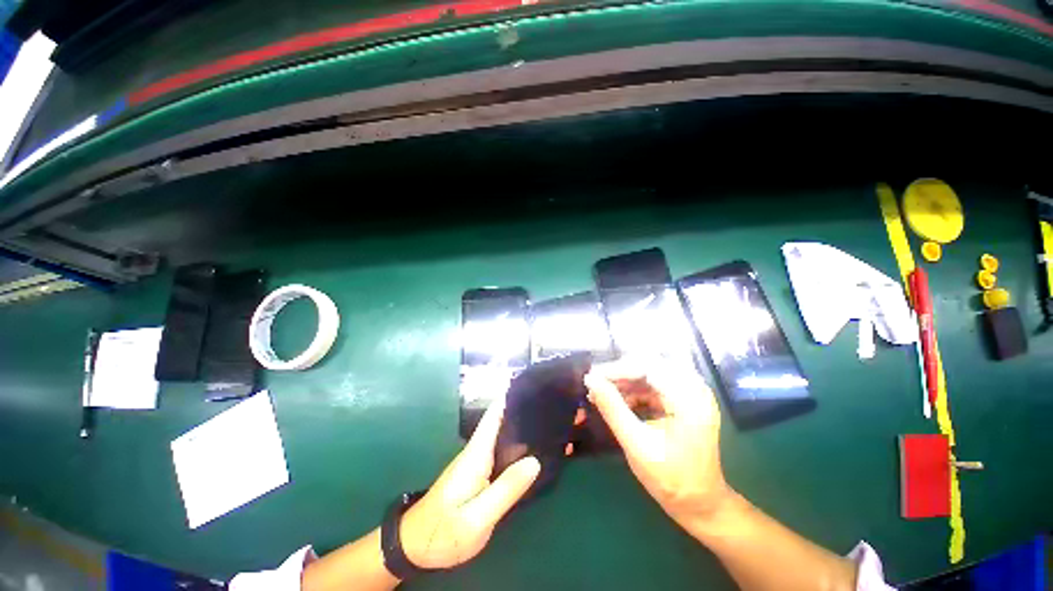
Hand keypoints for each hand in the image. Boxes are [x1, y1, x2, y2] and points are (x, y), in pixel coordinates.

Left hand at [400, 399, 540, 568]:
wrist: (414, 547)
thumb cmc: (443, 532)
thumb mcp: (477, 519)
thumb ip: (506, 490)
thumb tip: (534, 461)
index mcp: (476, 454)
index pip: (494, 415)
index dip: (510, 398)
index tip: (531, 386)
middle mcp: (477, 451)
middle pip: (501, 421)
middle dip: (522, 410)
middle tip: (549, 405)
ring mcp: (477, 462)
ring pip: (502, 435)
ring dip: (521, 427)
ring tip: (546, 421)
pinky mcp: (478, 473)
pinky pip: (501, 451)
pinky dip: (517, 445)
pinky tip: (532, 449)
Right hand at [584, 359, 731, 532]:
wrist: (700, 503)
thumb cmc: (671, 479)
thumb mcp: (637, 444)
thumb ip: (612, 409)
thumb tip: (590, 380)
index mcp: (689, 399)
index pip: (648, 367)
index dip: (617, 369)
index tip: (592, 377)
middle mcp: (693, 388)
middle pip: (649, 365)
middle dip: (619, 373)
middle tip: (595, 384)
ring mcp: (689, 393)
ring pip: (648, 372)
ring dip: (623, 381)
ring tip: (600, 393)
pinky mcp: (681, 399)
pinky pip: (651, 384)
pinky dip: (632, 390)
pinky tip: (616, 400)